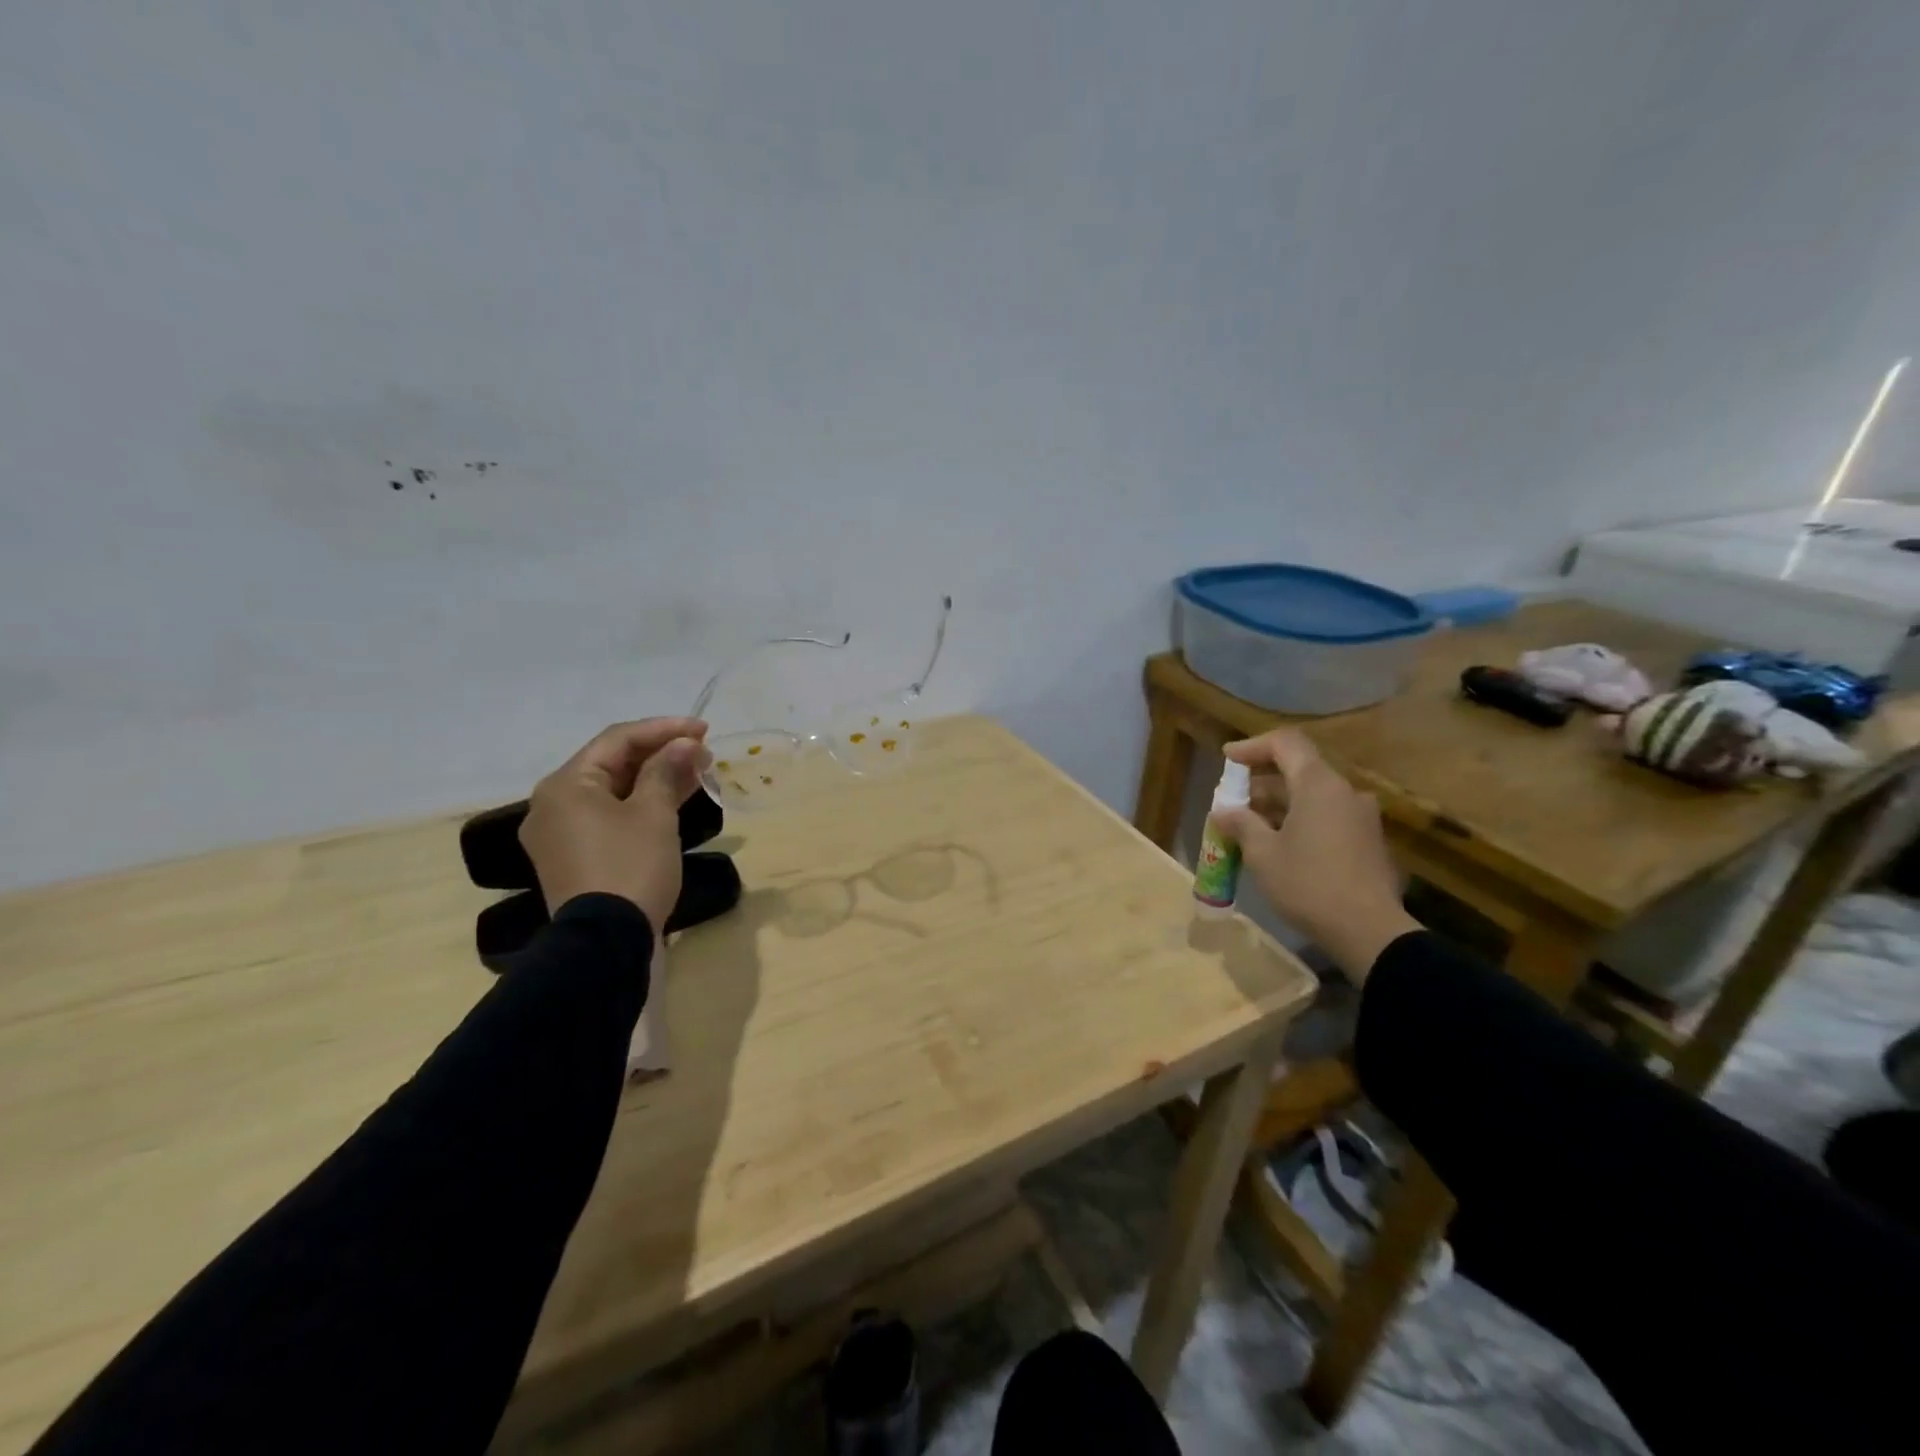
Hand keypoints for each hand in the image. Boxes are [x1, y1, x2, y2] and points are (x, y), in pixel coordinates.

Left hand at [518, 718, 709, 931]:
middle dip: (661, 754)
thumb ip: (667, 771)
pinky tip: (675, 800)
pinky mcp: (575, 858)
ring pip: (614, 792)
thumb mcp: (654, 814)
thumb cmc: (630, 867)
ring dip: (655, 779)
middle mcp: (554, 804)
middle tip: (703, 753)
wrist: (606, 943)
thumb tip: (684, 744)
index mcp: (566, 785)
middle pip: (612, 764)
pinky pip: (610, 817)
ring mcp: (562, 834)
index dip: (664, 729)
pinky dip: (642, 805)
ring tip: (698, 772)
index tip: (703, 730)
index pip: (618, 740)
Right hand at [1213, 729, 1419, 982]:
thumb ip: (1241, 823)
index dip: (1253, 746)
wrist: (1369, 931)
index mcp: (1319, 785)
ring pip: (1313, 795)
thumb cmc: (1309, 884)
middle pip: (1299, 769)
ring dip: (1280, 803)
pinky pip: (1328, 816)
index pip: (1285, 743)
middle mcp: (1344, 792)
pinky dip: (1300, 819)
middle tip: (1233, 801)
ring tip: (1250, 826)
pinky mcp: (1368, 841)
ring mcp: (1361, 817)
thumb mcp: (1263, 854)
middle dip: (1261, 781)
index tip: (1227, 758)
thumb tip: (1223, 811)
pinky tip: (1281, 845)